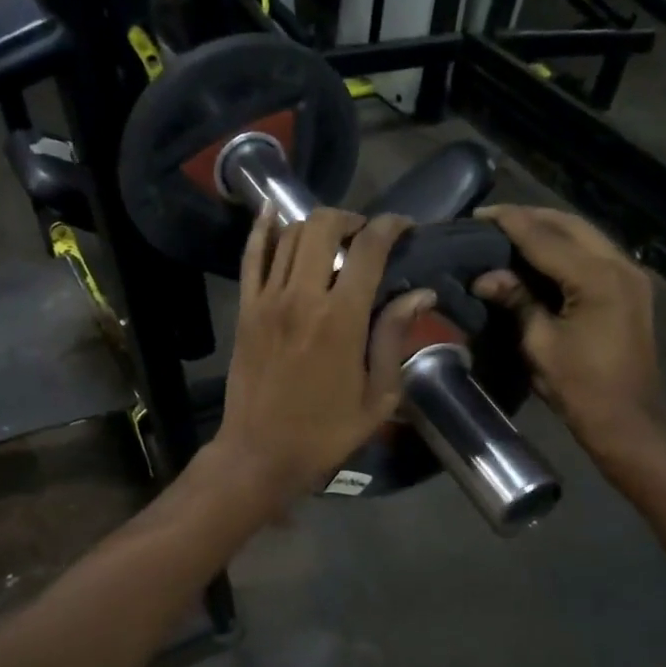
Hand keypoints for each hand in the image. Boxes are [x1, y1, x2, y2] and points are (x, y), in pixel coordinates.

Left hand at [209, 207, 433, 509]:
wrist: (260, 454)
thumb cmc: (326, 432)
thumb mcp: (378, 395)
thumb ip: (395, 338)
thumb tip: (420, 293)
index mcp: (341, 319)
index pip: (369, 249)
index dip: (390, 226)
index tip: (404, 227)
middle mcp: (301, 297)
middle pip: (324, 226)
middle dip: (352, 219)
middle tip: (367, 236)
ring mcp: (267, 299)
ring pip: (290, 234)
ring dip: (317, 224)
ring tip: (334, 238)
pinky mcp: (246, 308)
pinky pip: (252, 255)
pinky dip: (264, 228)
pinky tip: (274, 212)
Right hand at [471, 205, 658, 456]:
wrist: (628, 419)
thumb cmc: (580, 387)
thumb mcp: (540, 343)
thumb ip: (516, 301)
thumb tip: (485, 276)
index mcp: (597, 278)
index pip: (545, 237)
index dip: (510, 223)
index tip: (479, 214)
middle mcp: (620, 265)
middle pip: (570, 225)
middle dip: (531, 217)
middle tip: (493, 220)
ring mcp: (630, 275)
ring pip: (585, 234)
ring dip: (549, 228)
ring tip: (512, 230)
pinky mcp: (631, 288)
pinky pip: (594, 252)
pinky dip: (566, 246)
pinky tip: (541, 252)